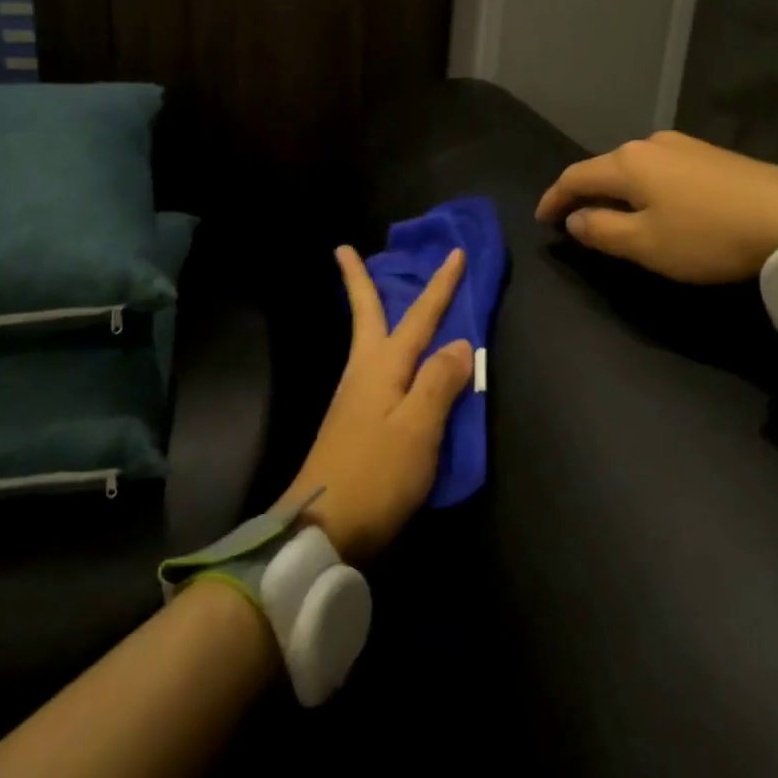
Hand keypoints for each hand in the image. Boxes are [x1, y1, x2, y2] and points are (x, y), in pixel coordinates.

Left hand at [280, 245, 473, 564]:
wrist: (319, 528)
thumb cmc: (376, 474)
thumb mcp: (418, 428)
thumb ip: (439, 382)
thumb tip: (457, 343)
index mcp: (382, 366)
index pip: (420, 316)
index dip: (441, 285)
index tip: (454, 253)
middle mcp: (364, 372)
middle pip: (366, 315)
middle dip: (359, 280)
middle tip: (344, 250)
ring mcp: (353, 397)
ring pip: (367, 340)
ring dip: (371, 310)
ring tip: (376, 294)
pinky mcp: (352, 422)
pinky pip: (373, 368)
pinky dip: (381, 348)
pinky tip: (390, 361)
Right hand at [534, 130, 777, 283]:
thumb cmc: (708, 234)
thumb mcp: (646, 244)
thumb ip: (602, 231)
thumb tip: (575, 219)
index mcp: (627, 162)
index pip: (575, 177)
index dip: (553, 198)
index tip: (541, 219)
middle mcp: (650, 144)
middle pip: (604, 168)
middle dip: (584, 193)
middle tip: (575, 221)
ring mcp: (684, 145)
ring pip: (634, 167)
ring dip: (617, 191)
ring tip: (614, 215)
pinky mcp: (712, 155)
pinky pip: (661, 169)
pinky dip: (646, 188)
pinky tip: (657, 205)